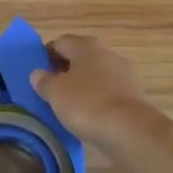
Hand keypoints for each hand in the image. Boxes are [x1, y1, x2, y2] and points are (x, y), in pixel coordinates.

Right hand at [29, 34, 158, 149]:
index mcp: (86, 46)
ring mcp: (124, 73)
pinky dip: (97, 100)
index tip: (37, 73)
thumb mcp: (55, 93)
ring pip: (96, 75)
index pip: (60, 42)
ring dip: (82, 86)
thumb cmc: (86, 104)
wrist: (130, 130)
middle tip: (51, 90)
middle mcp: (107, 53)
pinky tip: (90, 116)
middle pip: (80, 57)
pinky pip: (108, 92)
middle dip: (65, 71)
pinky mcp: (135, 95)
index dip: (46, 55)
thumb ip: (44, 81)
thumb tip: (38, 74)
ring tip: (69, 106)